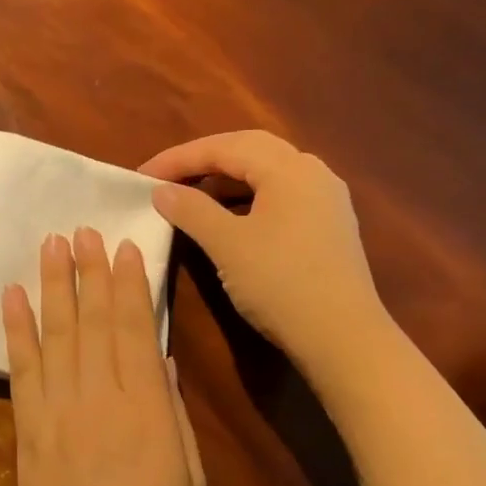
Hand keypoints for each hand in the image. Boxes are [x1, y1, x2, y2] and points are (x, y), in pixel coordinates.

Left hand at [1, 229, 206, 485]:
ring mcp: (57, 411)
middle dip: (88, 271)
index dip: (129, 284)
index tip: (124, 246)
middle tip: (81, 229)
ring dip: (52, 286)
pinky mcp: (28, 430)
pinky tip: (13, 298)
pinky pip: (21, 370)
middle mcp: (97, 397)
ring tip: (50, 245)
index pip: (134, 329)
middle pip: (92, 321)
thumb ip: (172, 414)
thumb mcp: (189, 479)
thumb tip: (163, 362)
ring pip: (55, 335)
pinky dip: (16, 331)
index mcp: (145, 408)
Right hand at [139, 131, 382, 386]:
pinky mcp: (329, 227)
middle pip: (250, 151)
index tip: (141, 175)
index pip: (225, 147)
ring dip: (226, 180)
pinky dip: (248, 200)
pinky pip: (281, 197)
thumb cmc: (280, 284)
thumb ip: (191, 210)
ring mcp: (326, 200)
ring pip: (268, 174)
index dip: (179, 158)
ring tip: (192, 197)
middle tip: (167, 178)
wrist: (343, 338)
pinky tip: (230, 220)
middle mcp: (313, 173)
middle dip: (204, 160)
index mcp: (289, 168)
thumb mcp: (228, 245)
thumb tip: (161, 190)